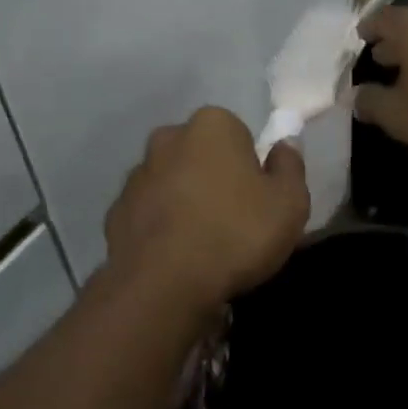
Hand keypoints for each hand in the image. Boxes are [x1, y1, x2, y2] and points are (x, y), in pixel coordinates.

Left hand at [105, 106, 309, 313]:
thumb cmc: (236, 233)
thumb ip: (290, 166)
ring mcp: (137, 173)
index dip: (251, 166)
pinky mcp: (117, 209)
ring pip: (171, 181)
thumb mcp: (289, 203)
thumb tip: (285, 145)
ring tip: (203, 244)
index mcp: (211, 125)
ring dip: (184, 200)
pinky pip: (149, 212)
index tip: (258, 199)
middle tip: (233, 220)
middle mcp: (168, 137)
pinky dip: (160, 226)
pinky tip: (174, 256)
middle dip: (214, 177)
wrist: (163, 284)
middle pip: (201, 153)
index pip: (238, 134)